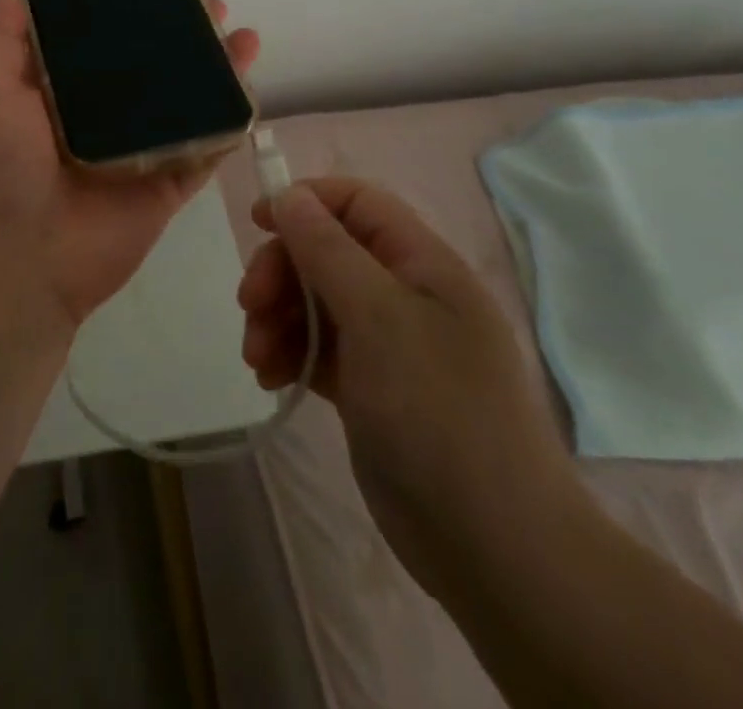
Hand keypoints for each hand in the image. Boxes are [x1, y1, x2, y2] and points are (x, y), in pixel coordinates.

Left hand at [0, 0, 259, 338]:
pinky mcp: (167, 188)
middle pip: (153, 69)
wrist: (21, 263)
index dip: (126, 11)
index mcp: (63, 94)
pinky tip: (250, 93)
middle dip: (181, 36)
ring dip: (215, 72)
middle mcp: (105, 117)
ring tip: (243, 36)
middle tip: (210, 3)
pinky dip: (228, 126)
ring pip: (186, 104)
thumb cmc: (0, 169)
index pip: (101, 41)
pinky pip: (204, 153)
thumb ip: (5, 44)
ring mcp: (140, 153)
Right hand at [238, 179, 577, 589]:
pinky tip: (270, 380)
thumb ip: (328, 250)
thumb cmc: (437, 411)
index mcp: (421, 263)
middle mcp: (405, 294)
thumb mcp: (378, 317)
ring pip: (316, 302)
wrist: (494, 547)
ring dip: (277, 317)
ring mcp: (388, 344)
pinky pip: (319, 350)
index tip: (258, 223)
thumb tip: (289, 194)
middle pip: (326, 252)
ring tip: (256, 357)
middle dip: (281, 271)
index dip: (306, 201)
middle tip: (248, 305)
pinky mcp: (370, 388)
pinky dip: (289, 355)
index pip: (357, 203)